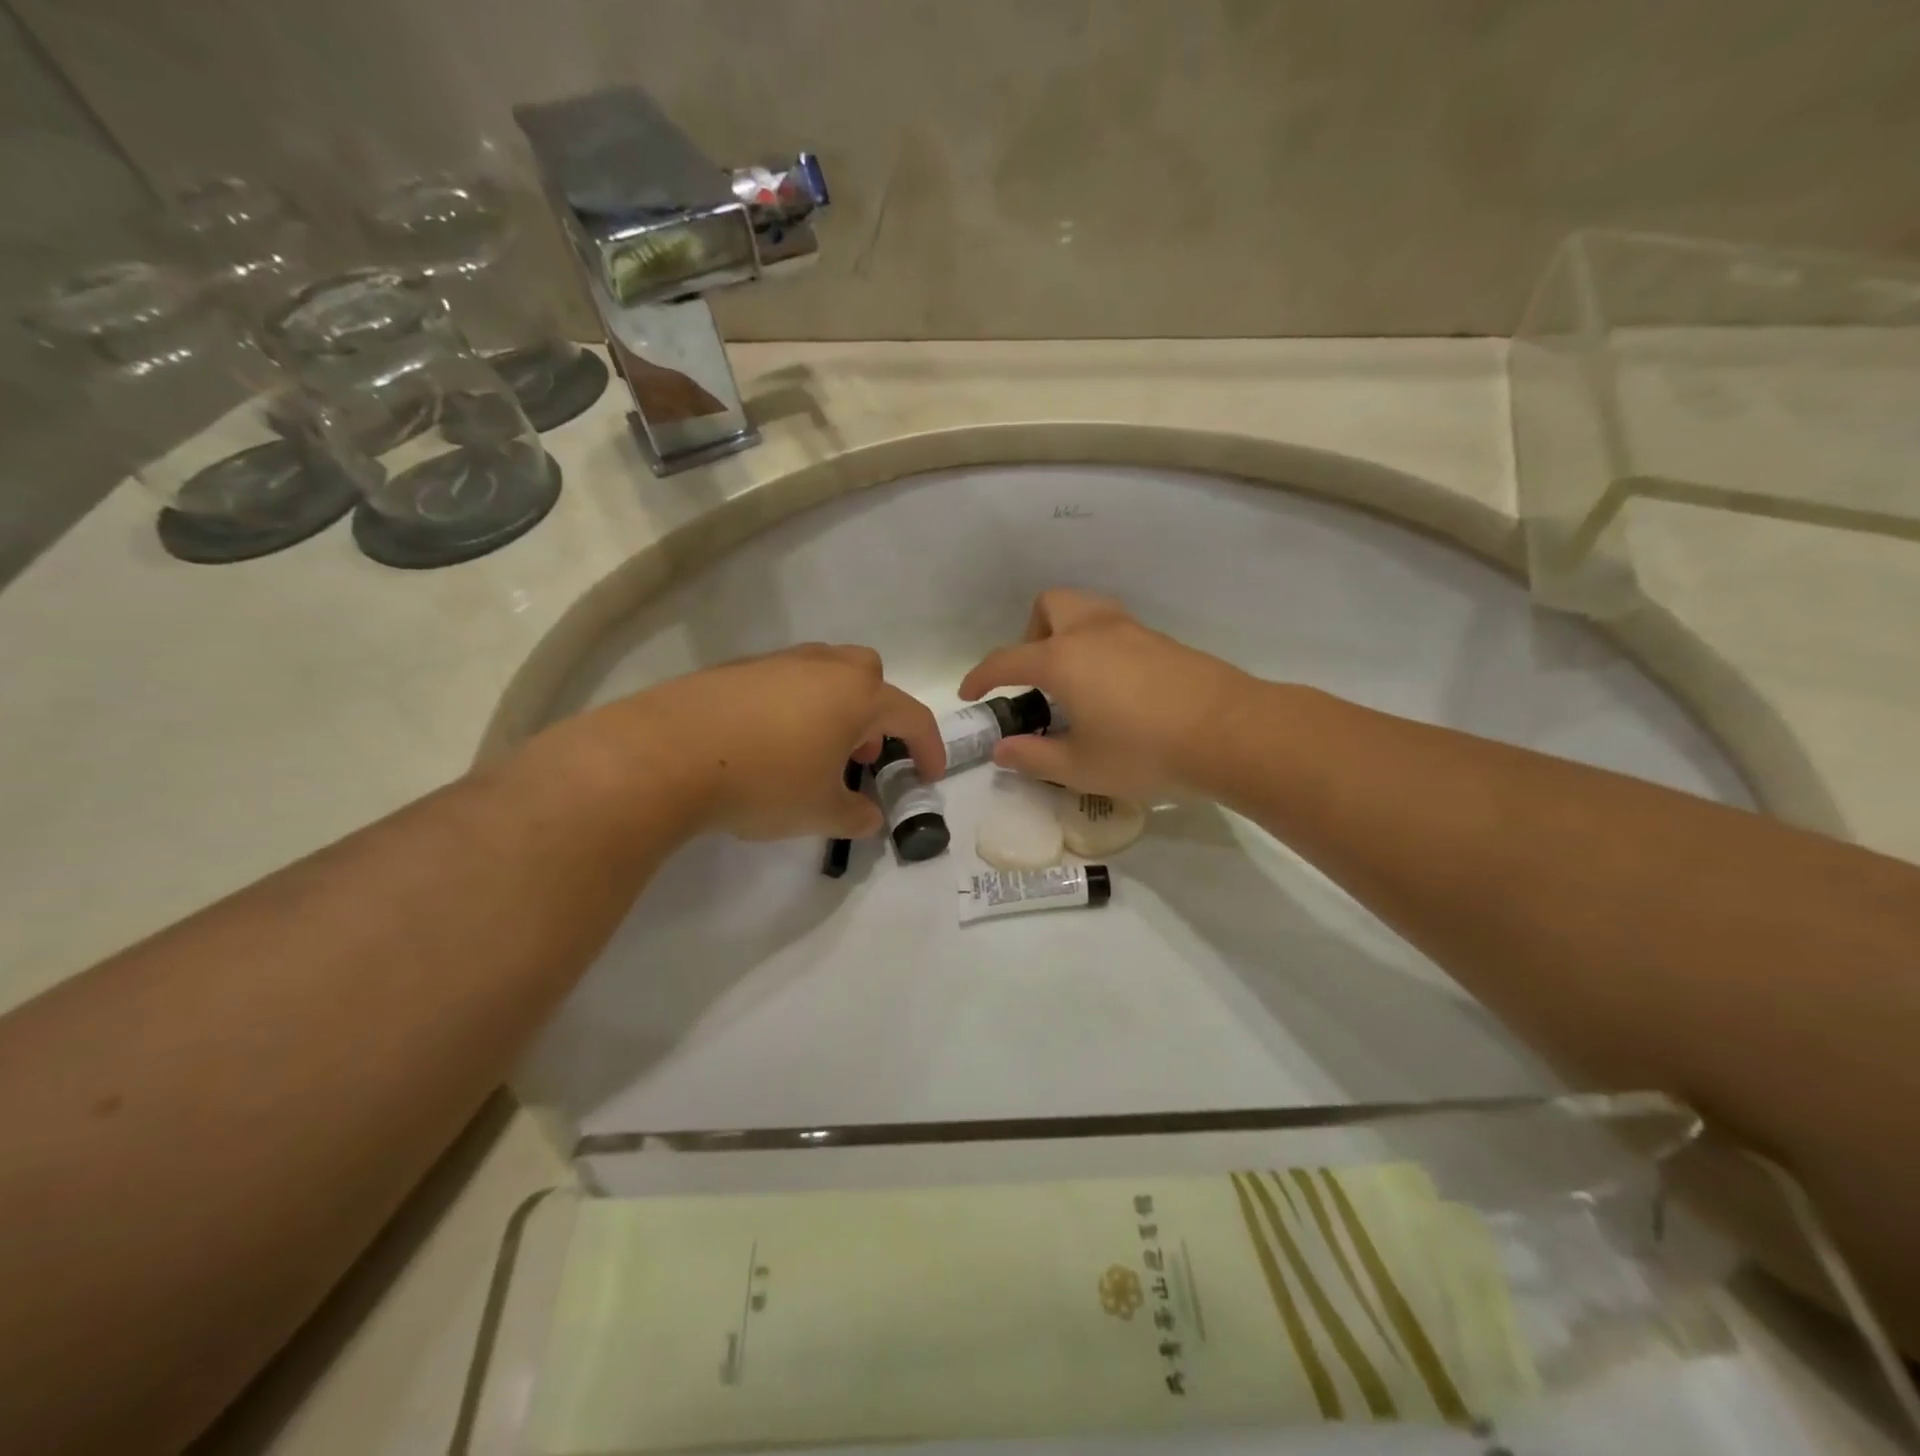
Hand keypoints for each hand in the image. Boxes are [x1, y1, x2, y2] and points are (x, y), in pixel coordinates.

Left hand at [576, 644, 943, 840]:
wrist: (666, 754)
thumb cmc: (764, 781)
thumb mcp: (820, 811)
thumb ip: (856, 815)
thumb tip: (870, 818)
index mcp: (857, 695)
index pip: (911, 717)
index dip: (928, 748)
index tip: (930, 775)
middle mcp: (824, 667)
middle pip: (870, 677)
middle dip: (877, 715)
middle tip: (861, 756)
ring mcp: (778, 662)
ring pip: (826, 675)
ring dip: (836, 709)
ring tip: (815, 753)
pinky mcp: (737, 669)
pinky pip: (785, 682)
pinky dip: (794, 707)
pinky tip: (768, 744)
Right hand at [958, 590, 1254, 801]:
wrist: (1230, 733)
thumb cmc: (1144, 751)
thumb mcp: (1080, 767)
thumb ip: (1034, 757)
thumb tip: (1002, 750)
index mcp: (1062, 659)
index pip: (1006, 660)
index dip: (981, 677)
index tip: (970, 694)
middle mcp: (1092, 632)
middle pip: (1050, 605)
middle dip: (1031, 633)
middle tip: (1037, 677)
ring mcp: (1132, 631)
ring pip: (1087, 609)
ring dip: (1068, 633)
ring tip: (1074, 680)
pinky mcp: (1162, 641)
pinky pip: (1116, 628)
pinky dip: (1100, 646)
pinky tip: (1115, 688)